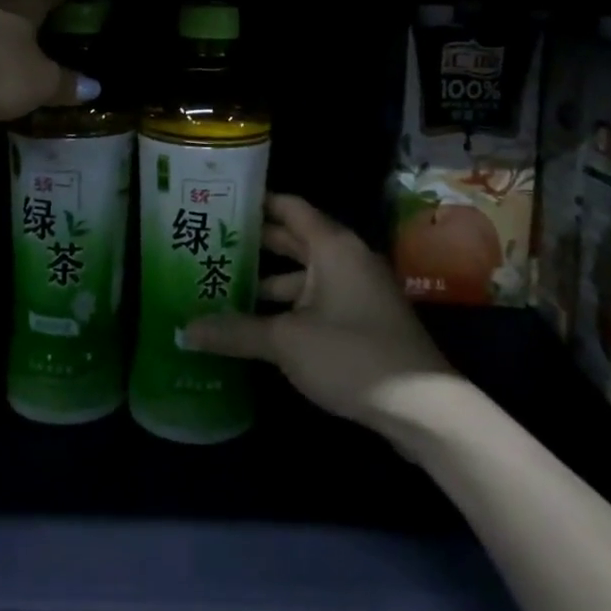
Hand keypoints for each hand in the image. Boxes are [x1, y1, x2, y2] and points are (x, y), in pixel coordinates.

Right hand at [183, 195, 457, 443]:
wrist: (424, 408)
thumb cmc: (352, 355)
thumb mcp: (286, 342)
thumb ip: (236, 331)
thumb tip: (185, 329)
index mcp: (332, 246)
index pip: (288, 207)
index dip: (256, 202)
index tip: (220, 202)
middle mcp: (345, 258)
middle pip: (293, 239)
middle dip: (254, 242)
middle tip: (210, 244)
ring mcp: (357, 290)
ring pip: (304, 274)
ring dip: (268, 280)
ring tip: (223, 285)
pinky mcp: (361, 320)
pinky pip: (316, 299)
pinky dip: (288, 305)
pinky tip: (257, 323)